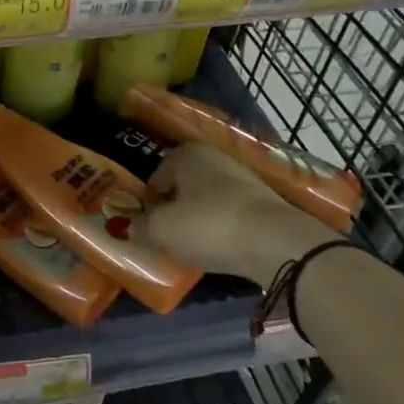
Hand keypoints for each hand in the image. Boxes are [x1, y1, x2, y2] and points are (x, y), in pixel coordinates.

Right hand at [139, 144, 339, 286]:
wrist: (277, 243)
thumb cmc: (209, 226)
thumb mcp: (162, 230)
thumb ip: (139, 227)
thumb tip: (126, 227)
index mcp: (187, 155)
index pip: (157, 173)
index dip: (148, 198)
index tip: (145, 222)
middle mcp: (216, 159)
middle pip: (185, 183)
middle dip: (174, 206)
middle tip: (165, 233)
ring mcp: (245, 180)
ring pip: (209, 198)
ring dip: (199, 218)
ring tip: (192, 244)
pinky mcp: (266, 204)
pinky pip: (231, 214)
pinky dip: (222, 228)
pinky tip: (220, 248)